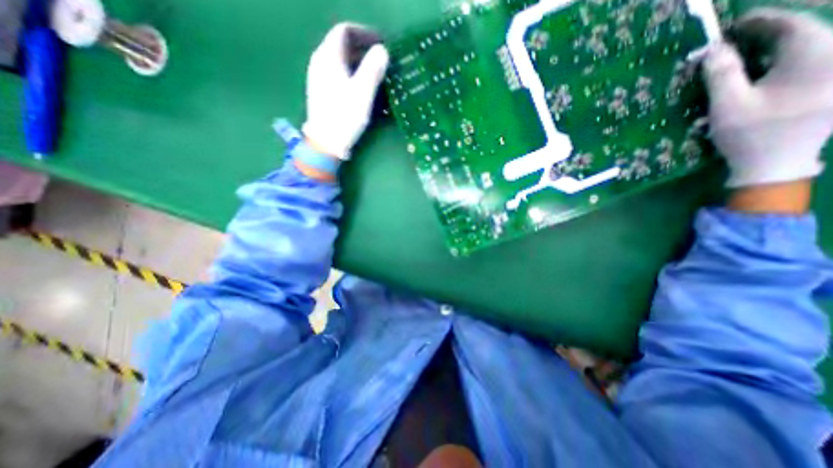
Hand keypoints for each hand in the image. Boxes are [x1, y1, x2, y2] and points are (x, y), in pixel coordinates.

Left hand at [301, 24, 388, 161]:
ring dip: (358, 62)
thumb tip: (382, 50)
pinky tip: (361, 87)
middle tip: (381, 59)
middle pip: (341, 45)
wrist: (326, 142)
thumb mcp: (363, 92)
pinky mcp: (321, 91)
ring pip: (339, 60)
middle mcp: (320, 62)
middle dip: (363, 48)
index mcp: (329, 57)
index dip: (364, 33)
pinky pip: (337, 73)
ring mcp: (318, 77)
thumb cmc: (344, 116)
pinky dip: (351, 74)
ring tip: (374, 73)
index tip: (381, 43)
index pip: (345, 31)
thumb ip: (373, 68)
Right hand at [701, 8, 831, 189]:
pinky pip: (815, 57)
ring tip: (747, 51)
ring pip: (811, 43)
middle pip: (806, 30)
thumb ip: (721, 73)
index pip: (790, 24)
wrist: (775, 163)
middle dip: (769, 31)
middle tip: (735, 39)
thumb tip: (711, 49)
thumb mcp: (727, 104)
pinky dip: (786, 57)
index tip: (729, 27)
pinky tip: (766, 66)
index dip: (757, 22)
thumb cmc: (749, 133)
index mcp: (817, 54)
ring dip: (776, 45)